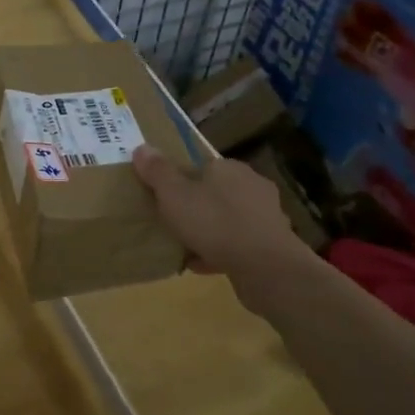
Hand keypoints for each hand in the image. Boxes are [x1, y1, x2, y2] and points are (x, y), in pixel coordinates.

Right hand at [131, 146, 319, 308]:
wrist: (265, 267)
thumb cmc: (214, 222)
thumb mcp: (174, 195)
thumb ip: (157, 171)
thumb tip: (141, 147)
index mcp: (229, 167)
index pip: (201, 166)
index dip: (181, 181)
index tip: (165, 199)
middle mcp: (252, 185)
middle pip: (215, 192)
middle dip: (195, 207)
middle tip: (173, 223)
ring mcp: (266, 215)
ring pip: (228, 219)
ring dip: (208, 232)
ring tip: (185, 248)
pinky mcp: (273, 243)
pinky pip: (238, 243)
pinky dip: (221, 251)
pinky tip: (202, 266)